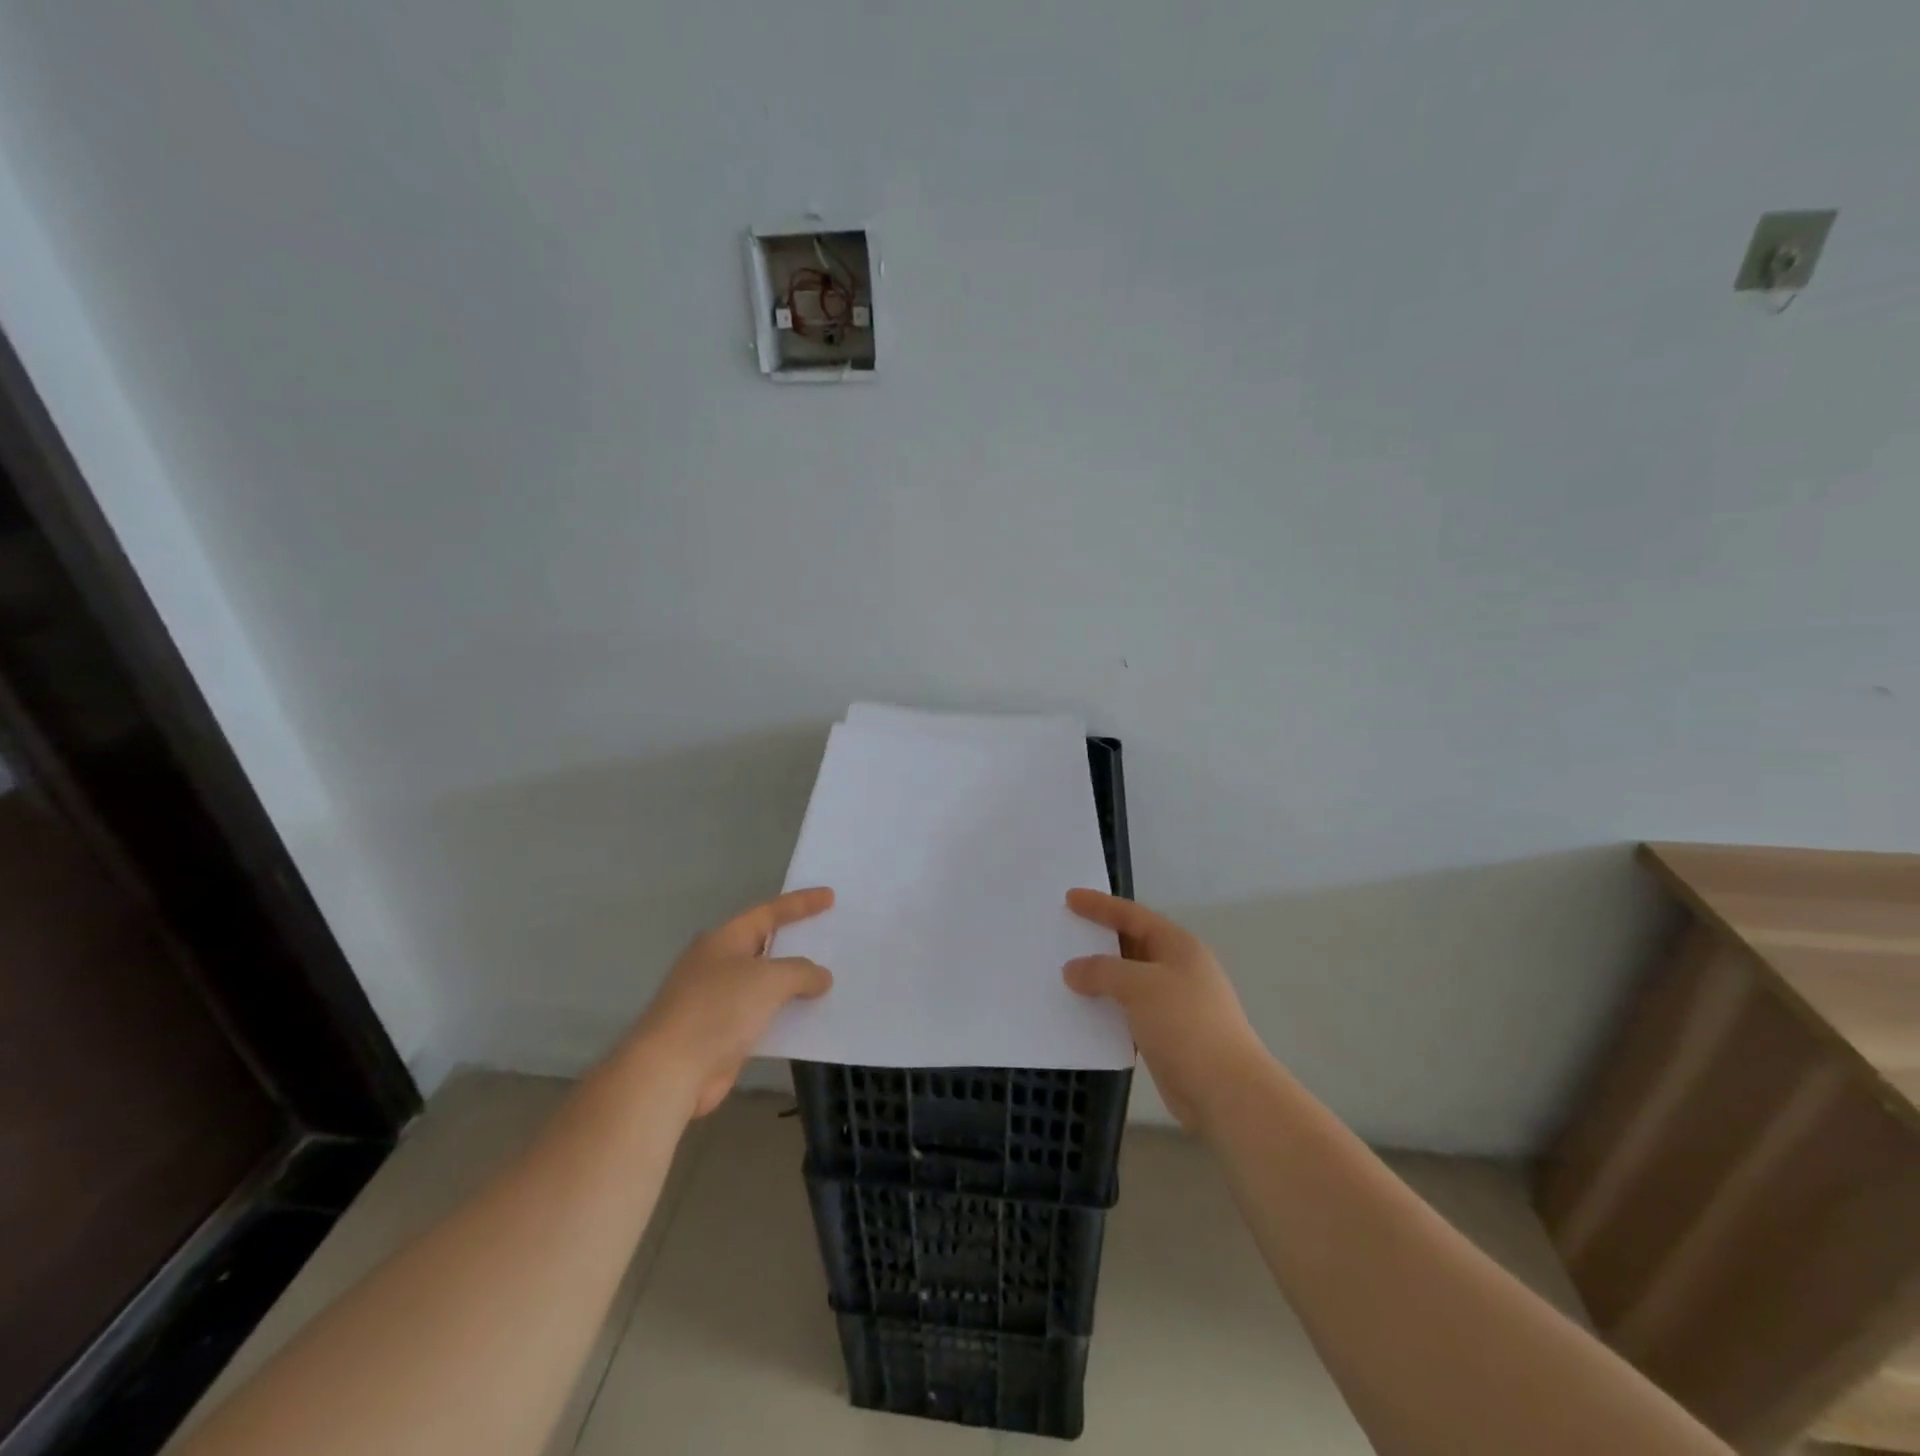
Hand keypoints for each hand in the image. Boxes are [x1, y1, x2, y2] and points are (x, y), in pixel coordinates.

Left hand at [629, 887, 834, 1116]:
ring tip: (829, 981)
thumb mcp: (769, 980)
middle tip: (831, 937)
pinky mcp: (720, 1035)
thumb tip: (820, 977)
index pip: (769, 912)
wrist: (669, 1071)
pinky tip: (809, 1020)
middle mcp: (718, 964)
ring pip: (764, 985)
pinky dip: (784, 1016)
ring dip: (793, 985)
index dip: (801, 903)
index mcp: (724, 940)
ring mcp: (717, 1001)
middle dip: (797, 943)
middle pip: (765, 946)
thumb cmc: (718, 1009)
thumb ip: (801, 971)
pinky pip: (762, 1017)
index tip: (830, 896)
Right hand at [1063, 889, 1267, 1135]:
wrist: (1226, 1091)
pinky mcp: (1165, 1034)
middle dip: (1097, 940)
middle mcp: (1176, 968)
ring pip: (1126, 980)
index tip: (1069, 897)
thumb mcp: (1140, 986)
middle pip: (1130, 945)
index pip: (1133, 915)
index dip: (1100, 905)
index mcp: (1178, 946)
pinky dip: (1105, 1008)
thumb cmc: (1186, 1024)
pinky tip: (1080, 1011)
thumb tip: (1072, 970)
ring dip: (1098, 977)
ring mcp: (1173, 1003)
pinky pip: (1127, 1010)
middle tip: (1062, 933)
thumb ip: (1102, 971)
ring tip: (1062, 972)